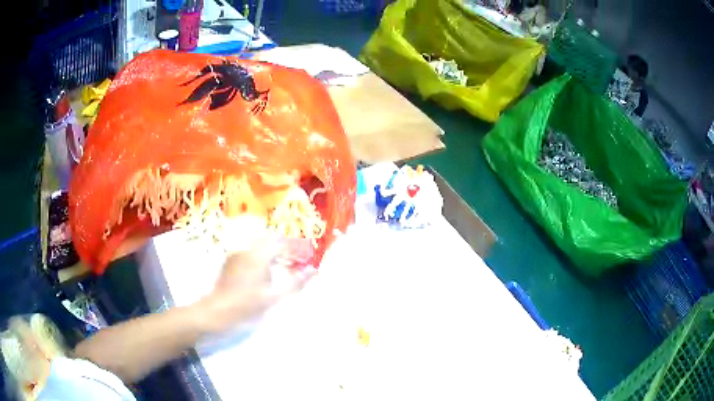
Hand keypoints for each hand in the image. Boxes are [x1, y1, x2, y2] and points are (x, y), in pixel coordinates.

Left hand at [199, 239, 314, 333]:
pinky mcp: (229, 262)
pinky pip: (248, 253)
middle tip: (292, 264)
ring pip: (258, 246)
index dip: (294, 248)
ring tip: (279, 269)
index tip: (303, 258)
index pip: (281, 242)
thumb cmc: (247, 305)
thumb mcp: (274, 296)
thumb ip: (295, 283)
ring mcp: (236, 255)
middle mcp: (247, 249)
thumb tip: (313, 271)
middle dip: (283, 250)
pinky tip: (261, 274)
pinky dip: (259, 258)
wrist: (217, 311)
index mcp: (259, 255)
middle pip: (269, 241)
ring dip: (271, 254)